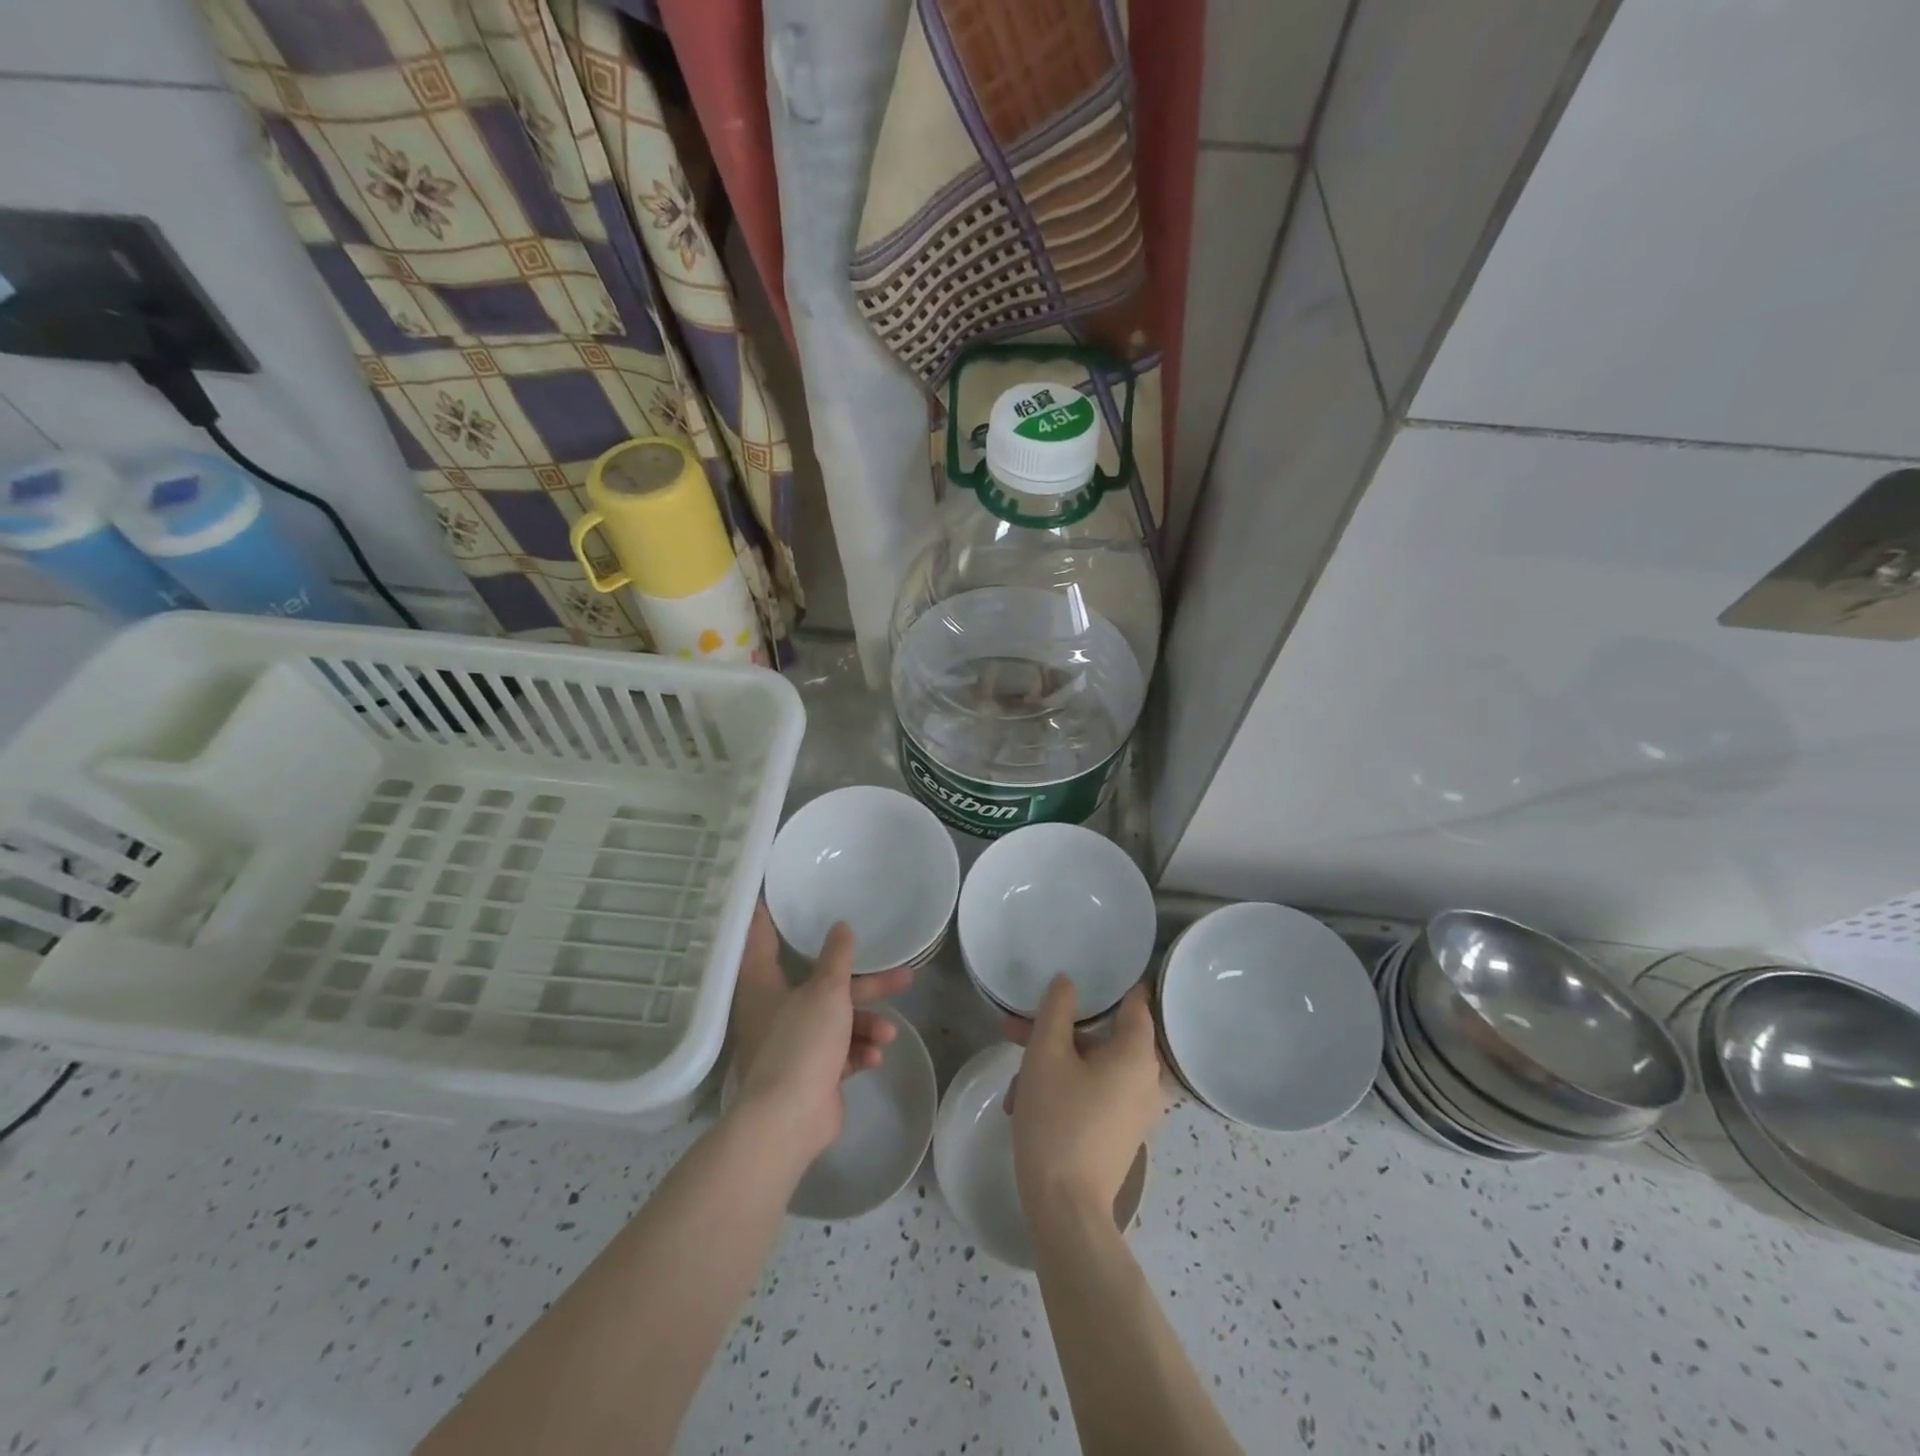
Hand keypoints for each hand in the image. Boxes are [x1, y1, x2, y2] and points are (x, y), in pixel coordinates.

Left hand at [728, 904, 911, 1159]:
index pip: (762, 939)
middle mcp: (775, 1010)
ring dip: (867, 1025)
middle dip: (866, 985)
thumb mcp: (826, 992)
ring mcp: (793, 1044)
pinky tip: (875, 1057)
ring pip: (838, 1021)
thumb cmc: (800, 1043)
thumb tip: (841, 927)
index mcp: (763, 985)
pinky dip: (858, 1052)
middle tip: (903, 974)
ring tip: (889, 1034)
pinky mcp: (811, 1073)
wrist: (788, 1121)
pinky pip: (840, 1052)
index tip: (778, 895)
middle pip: (824, 985)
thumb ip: (837, 958)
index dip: (770, 917)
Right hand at [1007, 976, 1164, 1225]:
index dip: (1115, 983)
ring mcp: (1135, 1111)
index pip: (1136, 1002)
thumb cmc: (1057, 1120)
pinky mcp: (1121, 1134)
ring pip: (1091, 1069)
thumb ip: (1056, 1010)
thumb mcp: (1046, 1055)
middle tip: (1015, 1030)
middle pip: (1100, 1038)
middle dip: (1054, 1033)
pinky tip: (1024, 1107)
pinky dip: (1064, 1092)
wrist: (1066, 1209)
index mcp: (1137, 1054)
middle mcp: (1147, 1080)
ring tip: (1012, 1085)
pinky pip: (1094, 1095)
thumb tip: (1068, 982)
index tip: (1092, 970)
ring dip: (1051, 1067)